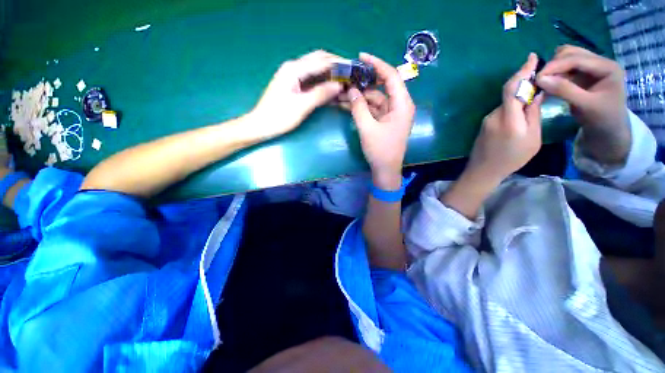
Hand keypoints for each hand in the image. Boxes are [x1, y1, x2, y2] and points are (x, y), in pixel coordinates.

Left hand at [250, 50, 343, 138]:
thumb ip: (321, 94)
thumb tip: (339, 86)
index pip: (322, 61)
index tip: (353, 70)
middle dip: (335, 65)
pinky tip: (332, 89)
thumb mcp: (302, 106)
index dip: (339, 65)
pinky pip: (312, 80)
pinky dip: (323, 83)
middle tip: (350, 75)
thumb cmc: (279, 116)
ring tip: (344, 81)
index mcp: (294, 69)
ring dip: (330, 74)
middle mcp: (294, 67)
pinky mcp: (294, 85)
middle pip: (319, 60)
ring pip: (316, 69)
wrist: (261, 125)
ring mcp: (293, 76)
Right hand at [343, 53, 415, 188]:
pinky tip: (347, 104)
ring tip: (341, 93)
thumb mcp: (367, 128)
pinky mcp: (384, 121)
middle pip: (382, 87)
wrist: (385, 170)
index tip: (361, 56)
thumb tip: (351, 90)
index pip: (391, 76)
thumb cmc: (380, 150)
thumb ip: (358, 107)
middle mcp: (399, 105)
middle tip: (347, 77)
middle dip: (364, 82)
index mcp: (402, 104)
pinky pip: (372, 109)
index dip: (377, 64)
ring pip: (375, 99)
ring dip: (359, 96)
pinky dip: (361, 107)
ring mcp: (391, 114)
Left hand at [465, 53, 544, 184]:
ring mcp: (486, 120)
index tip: (532, 57)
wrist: (483, 170)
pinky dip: (512, 109)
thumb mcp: (532, 137)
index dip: (522, 71)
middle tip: (541, 84)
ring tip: (533, 105)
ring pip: (506, 104)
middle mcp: (494, 115)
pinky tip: (520, 117)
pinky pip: (501, 112)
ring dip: (519, 100)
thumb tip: (536, 93)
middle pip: (509, 94)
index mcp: (508, 118)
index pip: (511, 88)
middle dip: (525, 86)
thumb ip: (533, 113)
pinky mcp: (484, 125)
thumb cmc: (512, 157)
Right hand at [536, 45, 629, 163]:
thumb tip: (540, 79)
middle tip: (539, 80)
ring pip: (567, 58)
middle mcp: (600, 62)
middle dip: (554, 64)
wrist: (608, 130)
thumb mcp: (584, 105)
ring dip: (553, 68)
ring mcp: (592, 67)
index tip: (537, 77)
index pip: (577, 59)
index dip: (556, 65)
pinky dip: (555, 74)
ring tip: (543, 82)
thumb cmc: (602, 119)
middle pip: (571, 53)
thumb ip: (564, 90)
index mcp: (607, 67)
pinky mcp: (584, 75)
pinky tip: (548, 84)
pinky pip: (565, 69)